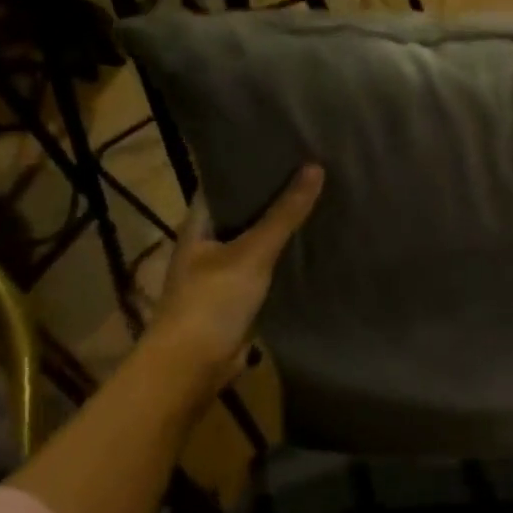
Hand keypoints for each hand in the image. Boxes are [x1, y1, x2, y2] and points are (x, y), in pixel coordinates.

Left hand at [151, 163, 323, 382]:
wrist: (193, 365)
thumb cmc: (212, 300)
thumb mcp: (252, 252)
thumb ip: (284, 213)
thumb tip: (315, 167)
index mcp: (198, 226)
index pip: (221, 183)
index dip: (247, 164)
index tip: (282, 146)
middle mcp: (207, 244)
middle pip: (242, 211)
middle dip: (271, 194)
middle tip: (311, 169)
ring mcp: (222, 272)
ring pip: (255, 241)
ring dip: (280, 227)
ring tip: (319, 199)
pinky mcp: (239, 297)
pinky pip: (265, 268)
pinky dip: (284, 257)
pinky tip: (311, 245)